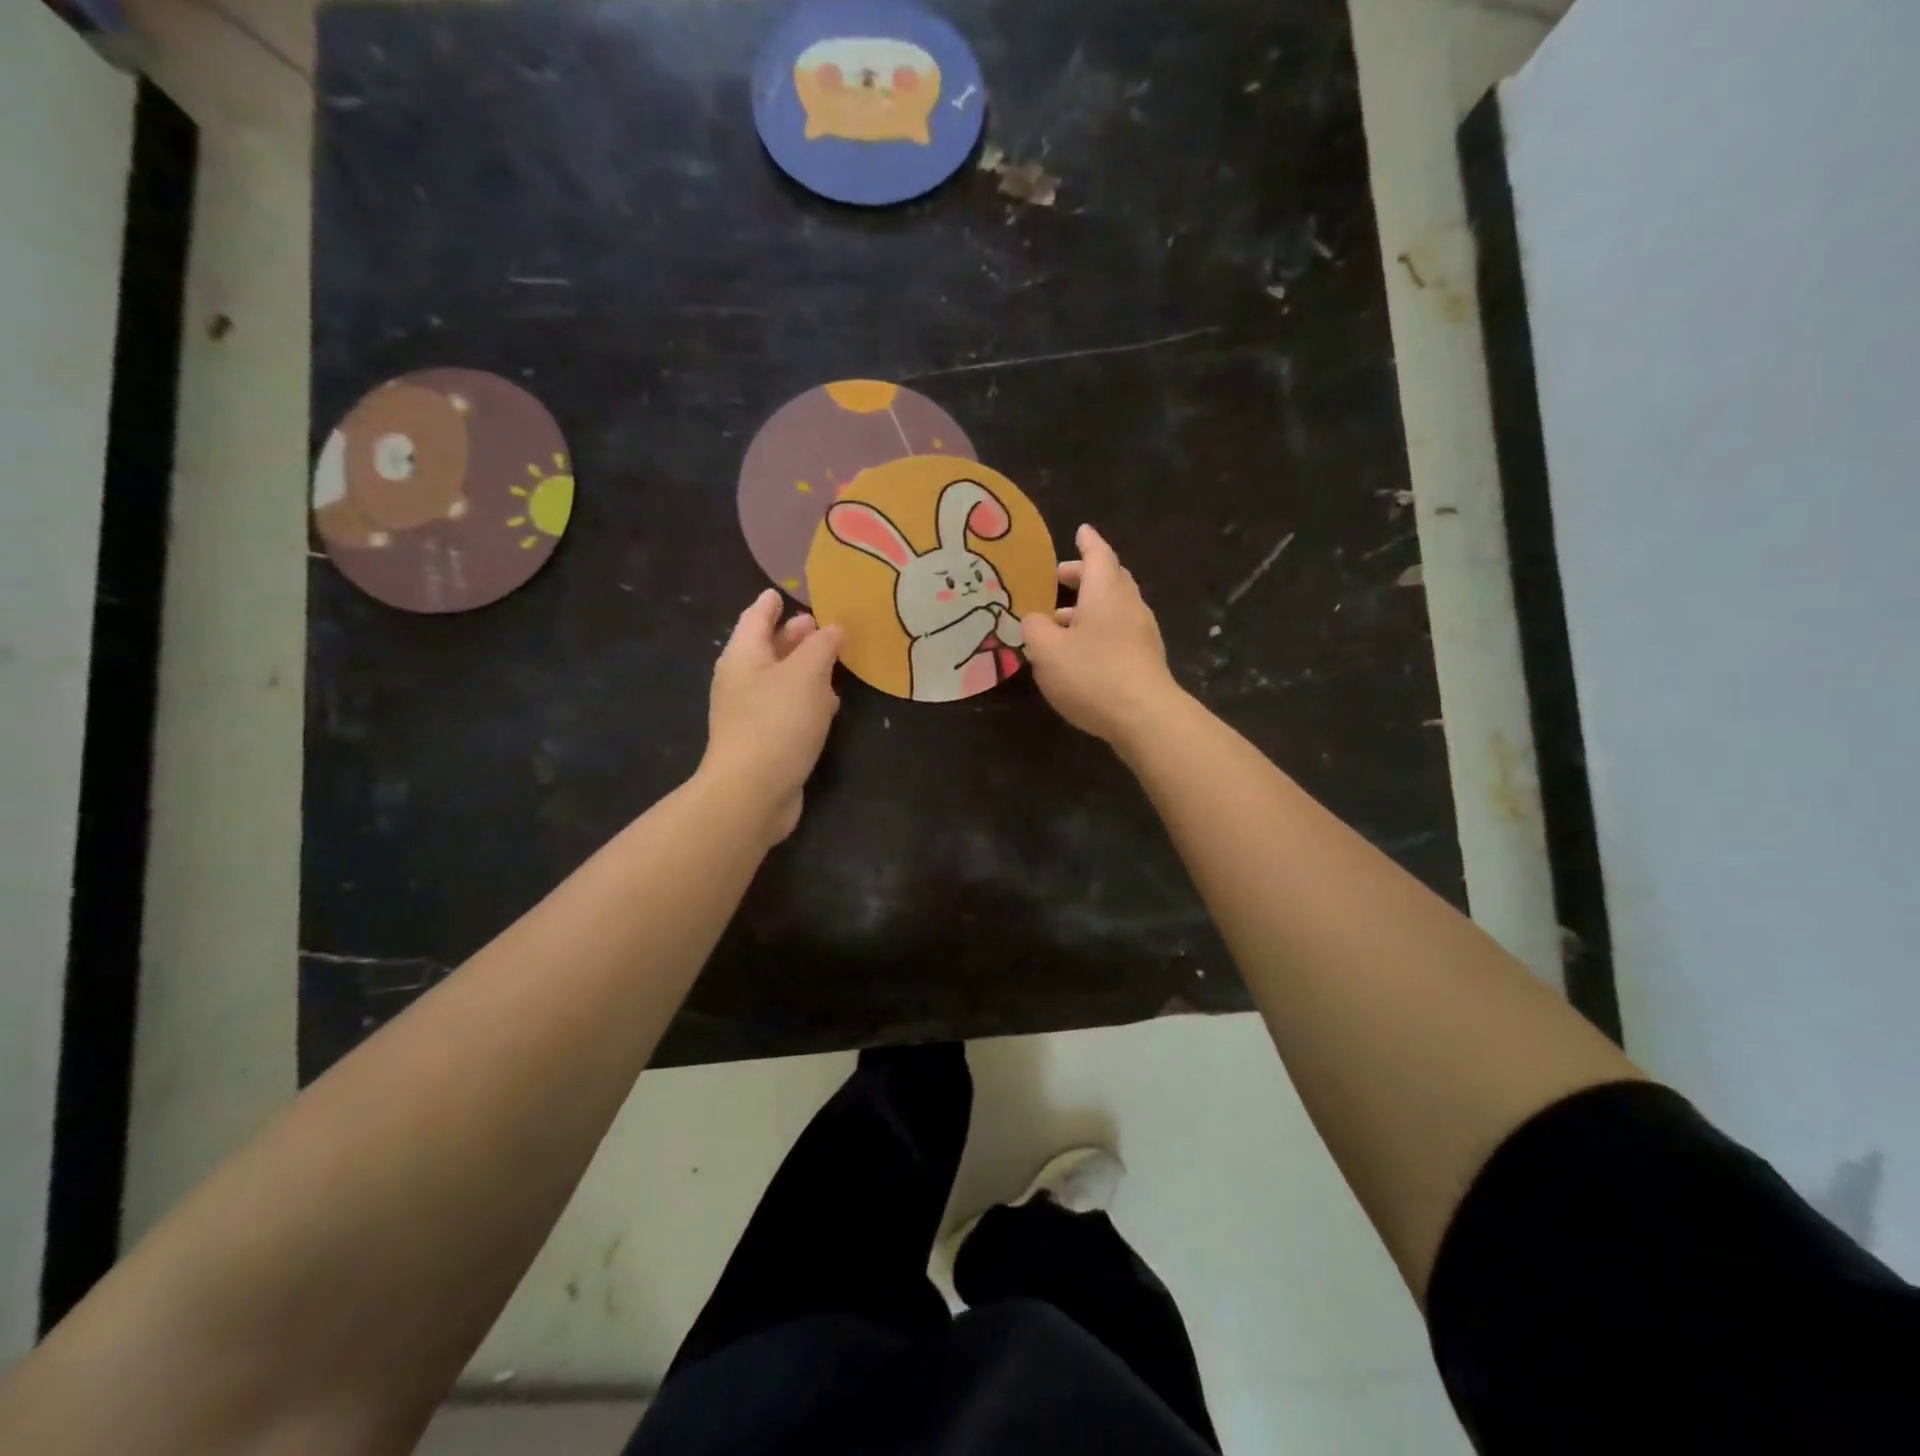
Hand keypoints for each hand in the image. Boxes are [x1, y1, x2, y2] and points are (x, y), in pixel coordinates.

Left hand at [700, 589, 842, 842]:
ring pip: (781, 679)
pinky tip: (830, 702)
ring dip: (805, 668)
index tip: (785, 591)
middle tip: (822, 623)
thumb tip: (833, 628)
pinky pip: (788, 708)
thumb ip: (823, 646)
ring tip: (834, 658)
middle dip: (794, 634)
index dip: (772, 602)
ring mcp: (751, 712)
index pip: (757, 616)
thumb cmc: (777, 722)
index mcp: (744, 655)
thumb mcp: (807, 674)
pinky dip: (807, 698)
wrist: (753, 791)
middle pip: (768, 647)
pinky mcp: (766, 740)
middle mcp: (742, 680)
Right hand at [1020, 524, 1181, 747]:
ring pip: (1114, 607)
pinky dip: (1098, 629)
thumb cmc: (1092, 674)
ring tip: (1059, 621)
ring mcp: (1142, 633)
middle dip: (1084, 575)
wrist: (1144, 717)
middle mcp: (1128, 605)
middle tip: (1058, 578)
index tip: (1080, 531)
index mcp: (1105, 592)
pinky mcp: (1145, 659)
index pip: (1098, 555)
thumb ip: (1034, 628)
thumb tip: (1034, 619)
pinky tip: (1080, 651)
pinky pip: (1119, 631)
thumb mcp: (1046, 650)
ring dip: (1088, 607)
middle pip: (1110, 579)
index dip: (1087, 542)